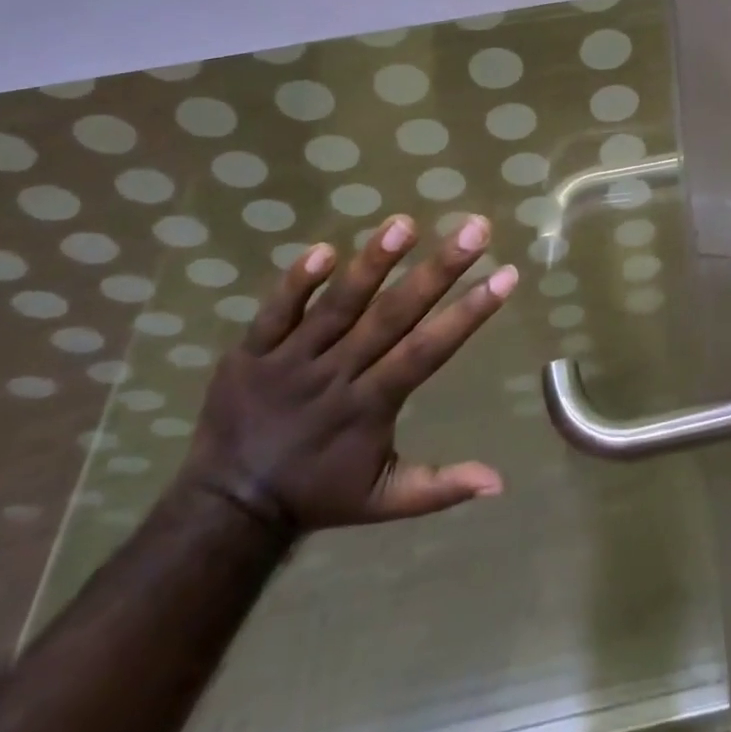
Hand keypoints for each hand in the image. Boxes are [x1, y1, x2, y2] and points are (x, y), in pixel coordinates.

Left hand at [178, 213, 517, 532]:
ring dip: (371, 264)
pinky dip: (296, 283)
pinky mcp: (253, 352)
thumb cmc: (316, 495)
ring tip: (404, 224)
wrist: (225, 507)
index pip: (427, 351)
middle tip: (474, 229)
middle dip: (437, 271)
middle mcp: (337, 374)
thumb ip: (440, 488)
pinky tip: (324, 248)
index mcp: (370, 405)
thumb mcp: (382, 500)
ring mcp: (292, 360)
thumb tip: (499, 483)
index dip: (469, 312)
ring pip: (338, 306)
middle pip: (392, 316)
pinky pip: (275, 313)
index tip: (506, 274)